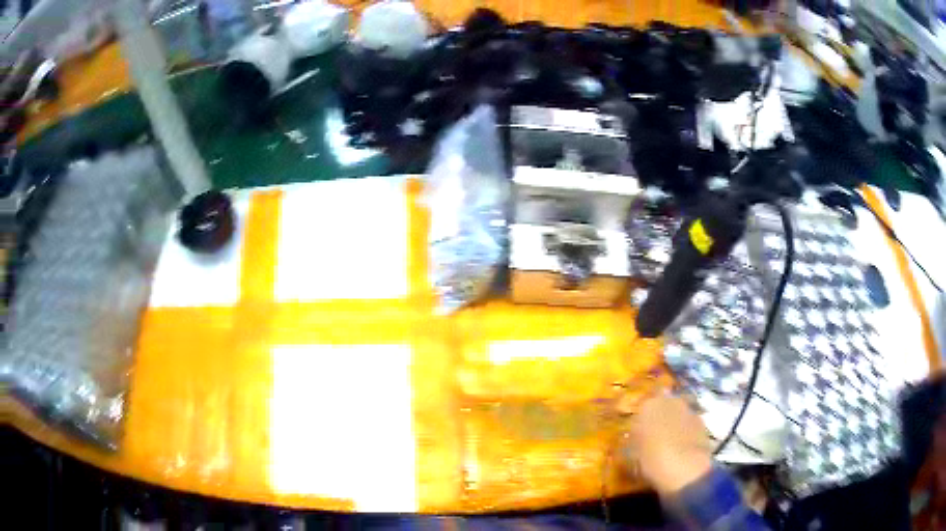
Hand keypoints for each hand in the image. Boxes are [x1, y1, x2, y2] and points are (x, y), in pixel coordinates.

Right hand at [622, 394, 712, 495]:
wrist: (685, 468)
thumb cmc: (650, 459)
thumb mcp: (632, 453)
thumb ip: (633, 441)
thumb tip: (635, 439)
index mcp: (648, 405)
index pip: (642, 407)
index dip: (641, 420)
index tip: (638, 433)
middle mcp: (670, 401)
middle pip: (663, 407)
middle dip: (660, 418)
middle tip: (654, 436)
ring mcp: (689, 410)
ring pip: (678, 415)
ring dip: (675, 425)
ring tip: (670, 444)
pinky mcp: (703, 422)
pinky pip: (690, 425)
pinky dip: (687, 433)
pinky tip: (683, 449)